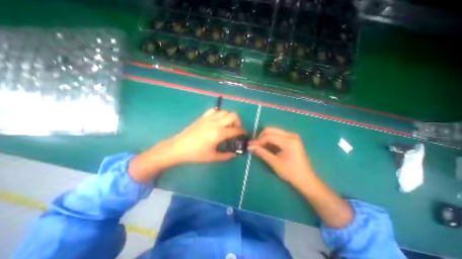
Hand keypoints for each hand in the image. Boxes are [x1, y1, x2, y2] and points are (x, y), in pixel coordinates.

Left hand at [127, 108, 246, 181]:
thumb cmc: (195, 154)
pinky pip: (214, 111)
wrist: (178, 148)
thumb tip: (235, 154)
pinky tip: (217, 121)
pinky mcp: (202, 117)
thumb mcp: (212, 157)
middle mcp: (215, 123)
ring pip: (224, 111)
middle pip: (233, 115)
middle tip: (235, 130)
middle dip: (238, 122)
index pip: (236, 130)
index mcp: (218, 133)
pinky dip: (219, 114)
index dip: (243, 132)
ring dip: (229, 117)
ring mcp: (208, 118)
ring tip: (227, 126)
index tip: (244, 135)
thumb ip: (226, 156)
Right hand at [250, 126, 313, 185]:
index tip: (249, 145)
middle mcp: (291, 135)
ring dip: (265, 138)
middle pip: (271, 130)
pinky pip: (277, 135)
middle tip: (253, 145)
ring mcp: (292, 136)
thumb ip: (261, 152)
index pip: (269, 136)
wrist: (305, 179)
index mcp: (289, 141)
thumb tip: (249, 147)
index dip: (258, 141)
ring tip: (258, 146)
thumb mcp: (274, 162)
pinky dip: (270, 139)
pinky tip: (266, 146)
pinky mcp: (292, 139)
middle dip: (260, 137)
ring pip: (273, 132)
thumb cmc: (290, 172)